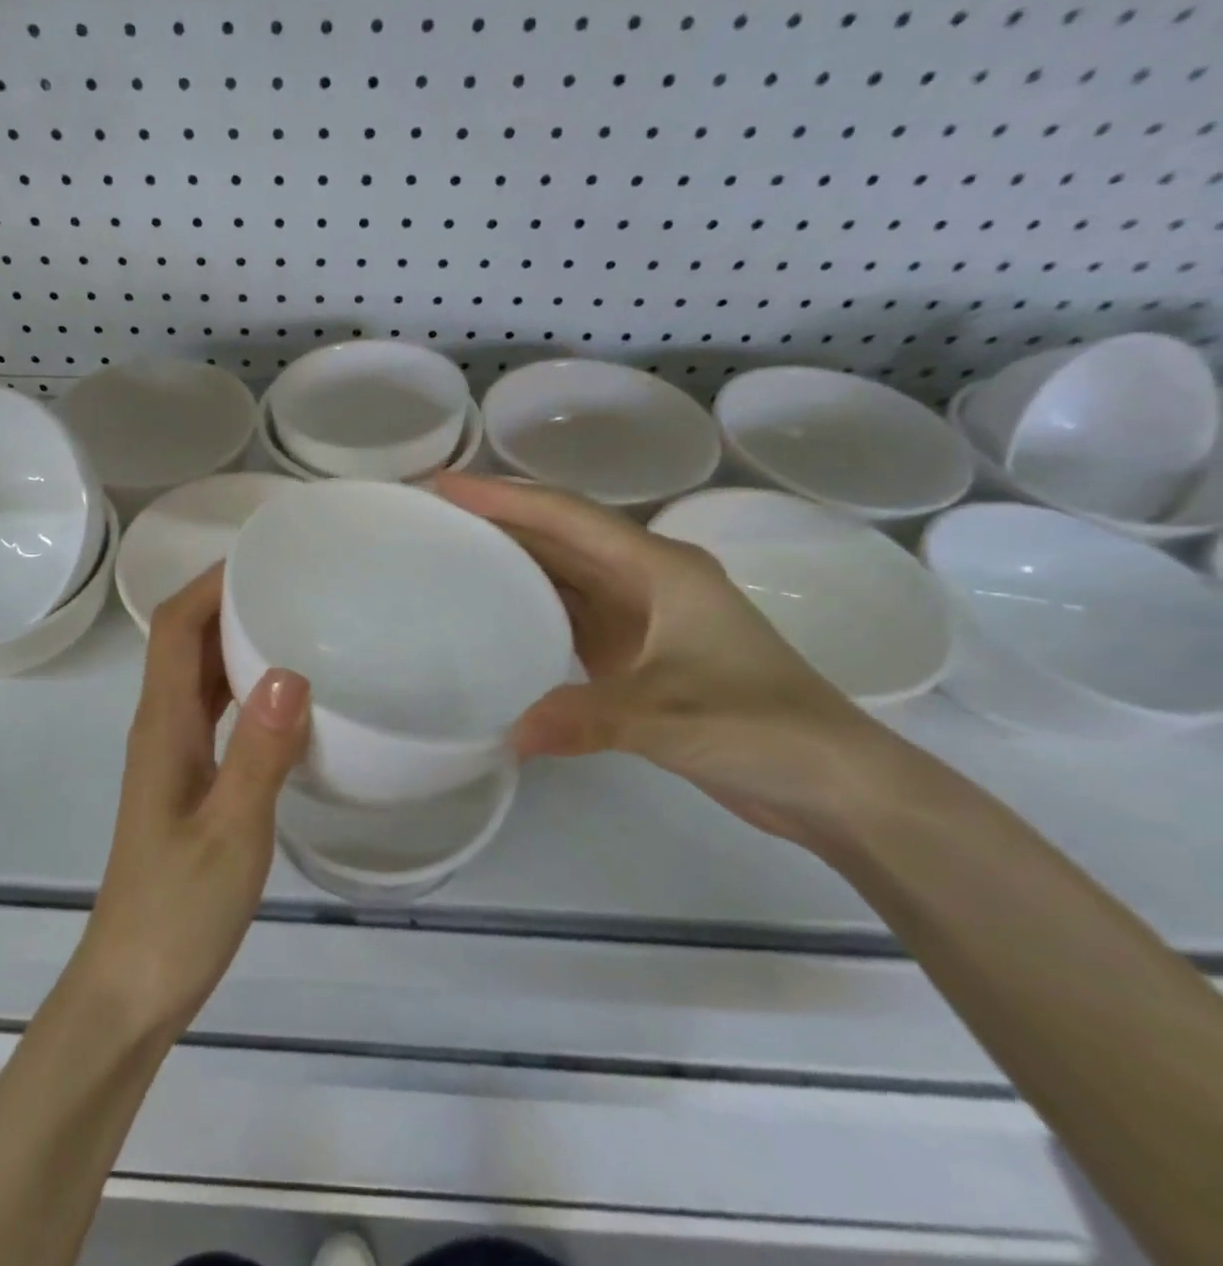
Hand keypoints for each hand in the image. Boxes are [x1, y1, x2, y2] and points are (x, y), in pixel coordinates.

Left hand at [78, 565, 309, 1039]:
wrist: (135, 983)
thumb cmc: (179, 909)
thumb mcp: (231, 832)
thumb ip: (260, 754)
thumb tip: (290, 671)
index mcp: (162, 725)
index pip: (173, 627)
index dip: (208, 583)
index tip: (262, 556)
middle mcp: (161, 726)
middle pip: (184, 640)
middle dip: (228, 599)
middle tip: (294, 581)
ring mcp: (173, 754)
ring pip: (199, 674)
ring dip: (236, 639)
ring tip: (297, 620)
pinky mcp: (189, 779)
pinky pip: (215, 711)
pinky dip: (244, 686)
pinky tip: (287, 694)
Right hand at [435, 473, 883, 845]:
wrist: (831, 781)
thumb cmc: (764, 727)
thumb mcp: (671, 717)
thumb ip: (588, 719)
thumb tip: (507, 733)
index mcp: (659, 569)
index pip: (567, 517)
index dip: (503, 497)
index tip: (443, 485)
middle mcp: (646, 578)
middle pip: (560, 534)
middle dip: (498, 519)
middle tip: (433, 513)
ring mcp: (642, 614)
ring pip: (563, 570)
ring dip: (512, 556)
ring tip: (451, 549)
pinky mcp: (635, 650)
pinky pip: (570, 611)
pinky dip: (530, 603)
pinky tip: (495, 611)